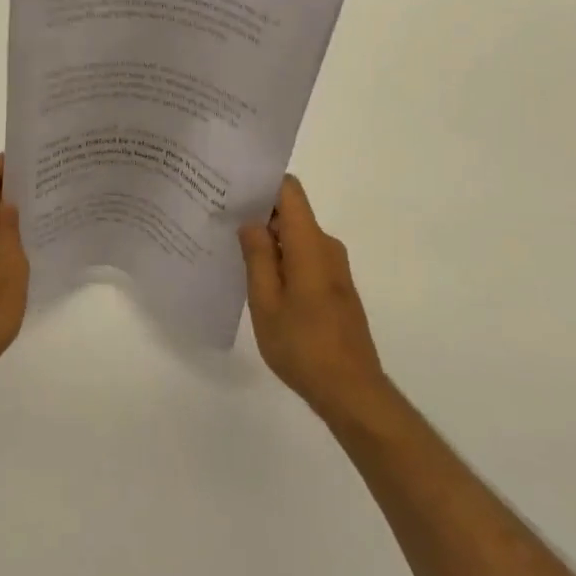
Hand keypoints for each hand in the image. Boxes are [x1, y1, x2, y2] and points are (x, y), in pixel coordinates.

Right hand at [240, 175, 388, 422]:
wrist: (352, 392)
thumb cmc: (303, 345)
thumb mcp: (266, 302)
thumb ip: (257, 256)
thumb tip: (251, 222)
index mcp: (310, 243)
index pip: (290, 190)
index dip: (263, 183)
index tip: (233, 188)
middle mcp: (326, 246)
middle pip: (292, 212)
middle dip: (259, 213)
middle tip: (222, 220)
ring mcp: (334, 267)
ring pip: (297, 237)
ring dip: (270, 240)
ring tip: (233, 249)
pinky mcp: (336, 287)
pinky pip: (305, 257)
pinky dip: (283, 259)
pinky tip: (260, 278)